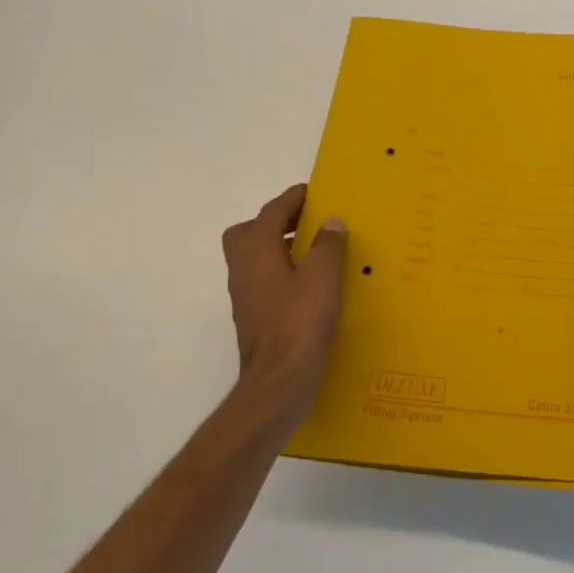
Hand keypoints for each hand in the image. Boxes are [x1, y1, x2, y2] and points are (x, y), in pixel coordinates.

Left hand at [221, 185, 347, 414]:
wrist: (278, 380)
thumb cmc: (300, 322)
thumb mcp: (323, 276)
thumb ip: (327, 244)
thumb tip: (330, 222)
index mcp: (256, 251)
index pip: (271, 212)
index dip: (292, 199)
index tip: (312, 192)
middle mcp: (243, 269)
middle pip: (249, 232)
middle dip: (274, 222)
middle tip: (305, 222)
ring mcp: (245, 295)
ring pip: (254, 257)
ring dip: (278, 247)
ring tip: (314, 250)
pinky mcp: (254, 316)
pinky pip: (264, 280)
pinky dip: (282, 271)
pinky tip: (309, 283)